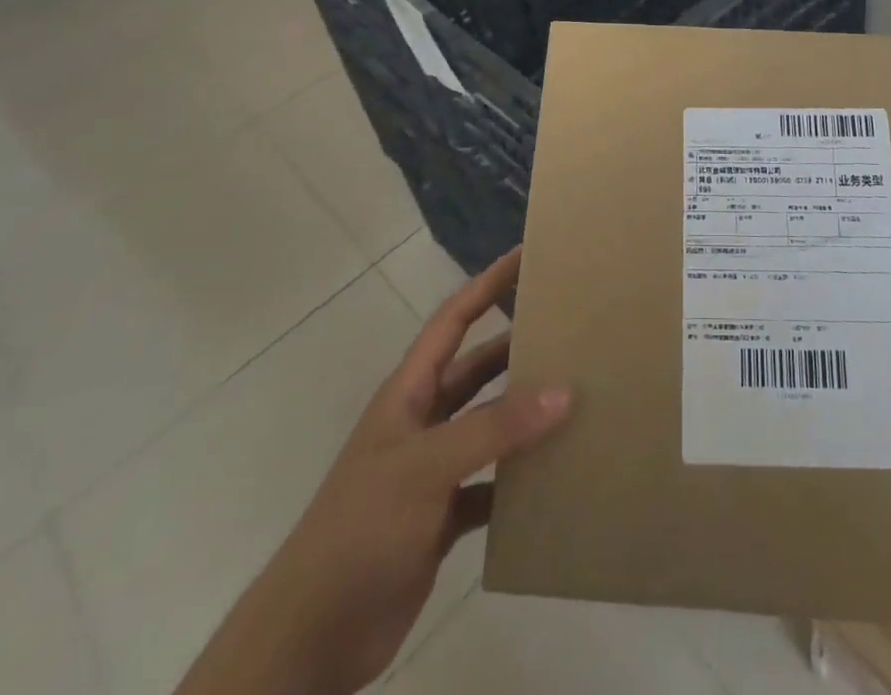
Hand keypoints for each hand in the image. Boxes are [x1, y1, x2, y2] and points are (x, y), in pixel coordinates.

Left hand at [176, 247, 571, 694]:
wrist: (313, 634)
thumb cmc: (362, 527)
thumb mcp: (426, 466)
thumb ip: (494, 428)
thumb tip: (563, 392)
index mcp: (410, 392)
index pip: (454, 320)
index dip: (487, 284)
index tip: (526, 255)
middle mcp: (423, 420)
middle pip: (478, 369)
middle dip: (518, 346)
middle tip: (570, 329)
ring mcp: (433, 470)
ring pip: (489, 425)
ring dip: (525, 414)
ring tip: (577, 397)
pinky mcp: (442, 516)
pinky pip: (492, 482)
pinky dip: (520, 477)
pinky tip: (555, 476)